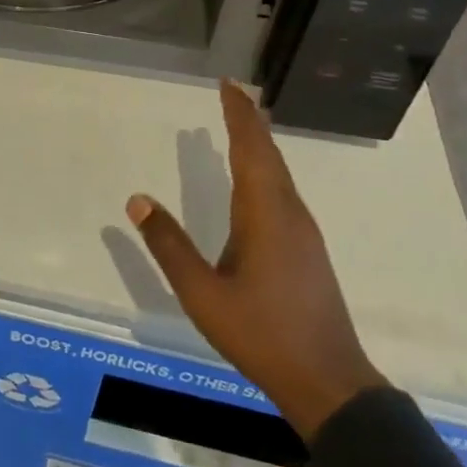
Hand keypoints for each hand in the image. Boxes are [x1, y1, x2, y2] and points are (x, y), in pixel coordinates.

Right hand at [126, 80, 385, 441]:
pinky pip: (284, 189)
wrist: (329, 383)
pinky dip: (267, 168)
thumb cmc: (262, 334)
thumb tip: (137, 200)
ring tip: (241, 126)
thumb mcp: (203, 295)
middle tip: (231, 93)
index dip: (238, 114)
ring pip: (279, 172)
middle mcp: (288, 211)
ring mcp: (303, 230)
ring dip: (260, 144)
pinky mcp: (308, 248)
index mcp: (264, 212)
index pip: (250, 148)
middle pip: (268, 153)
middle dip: (249, 120)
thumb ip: (170, 247)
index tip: (228, 84)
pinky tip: (257, 181)